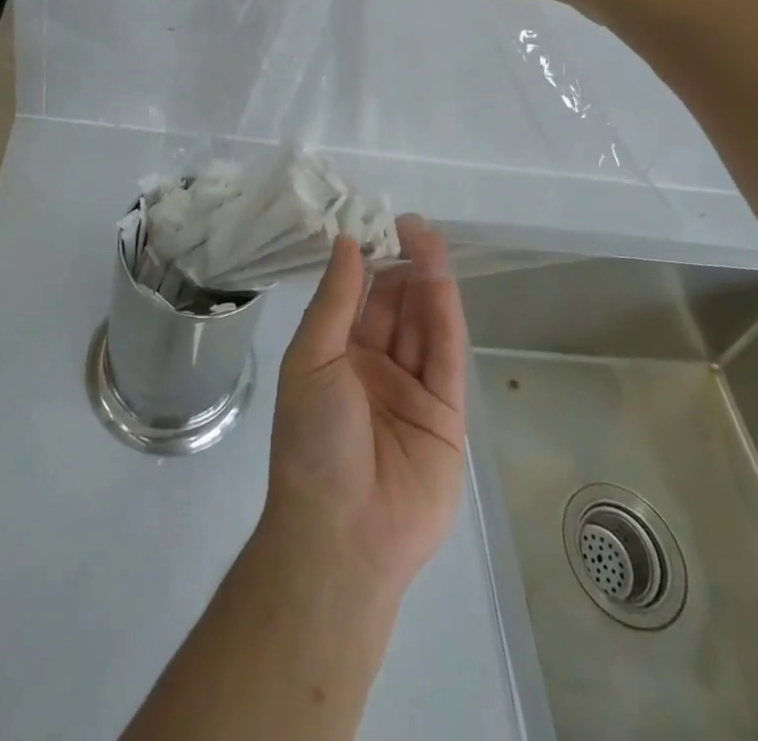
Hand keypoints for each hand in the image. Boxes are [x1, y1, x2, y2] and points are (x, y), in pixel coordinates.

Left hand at [263, 216, 466, 596]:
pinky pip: (446, 355)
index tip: (376, 223)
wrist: (343, 533)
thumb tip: (344, 243)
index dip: (367, 261)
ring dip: (427, 281)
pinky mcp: (446, 413)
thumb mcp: (311, 360)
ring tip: (429, 238)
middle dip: (401, 265)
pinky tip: (442, 280)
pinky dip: (446, 316)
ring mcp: (412, 390)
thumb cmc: (312, 439)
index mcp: (336, 357)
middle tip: (411, 224)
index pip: (357, 298)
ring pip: (423, 324)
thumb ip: (334, 302)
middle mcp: (374, 368)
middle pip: (394, 306)